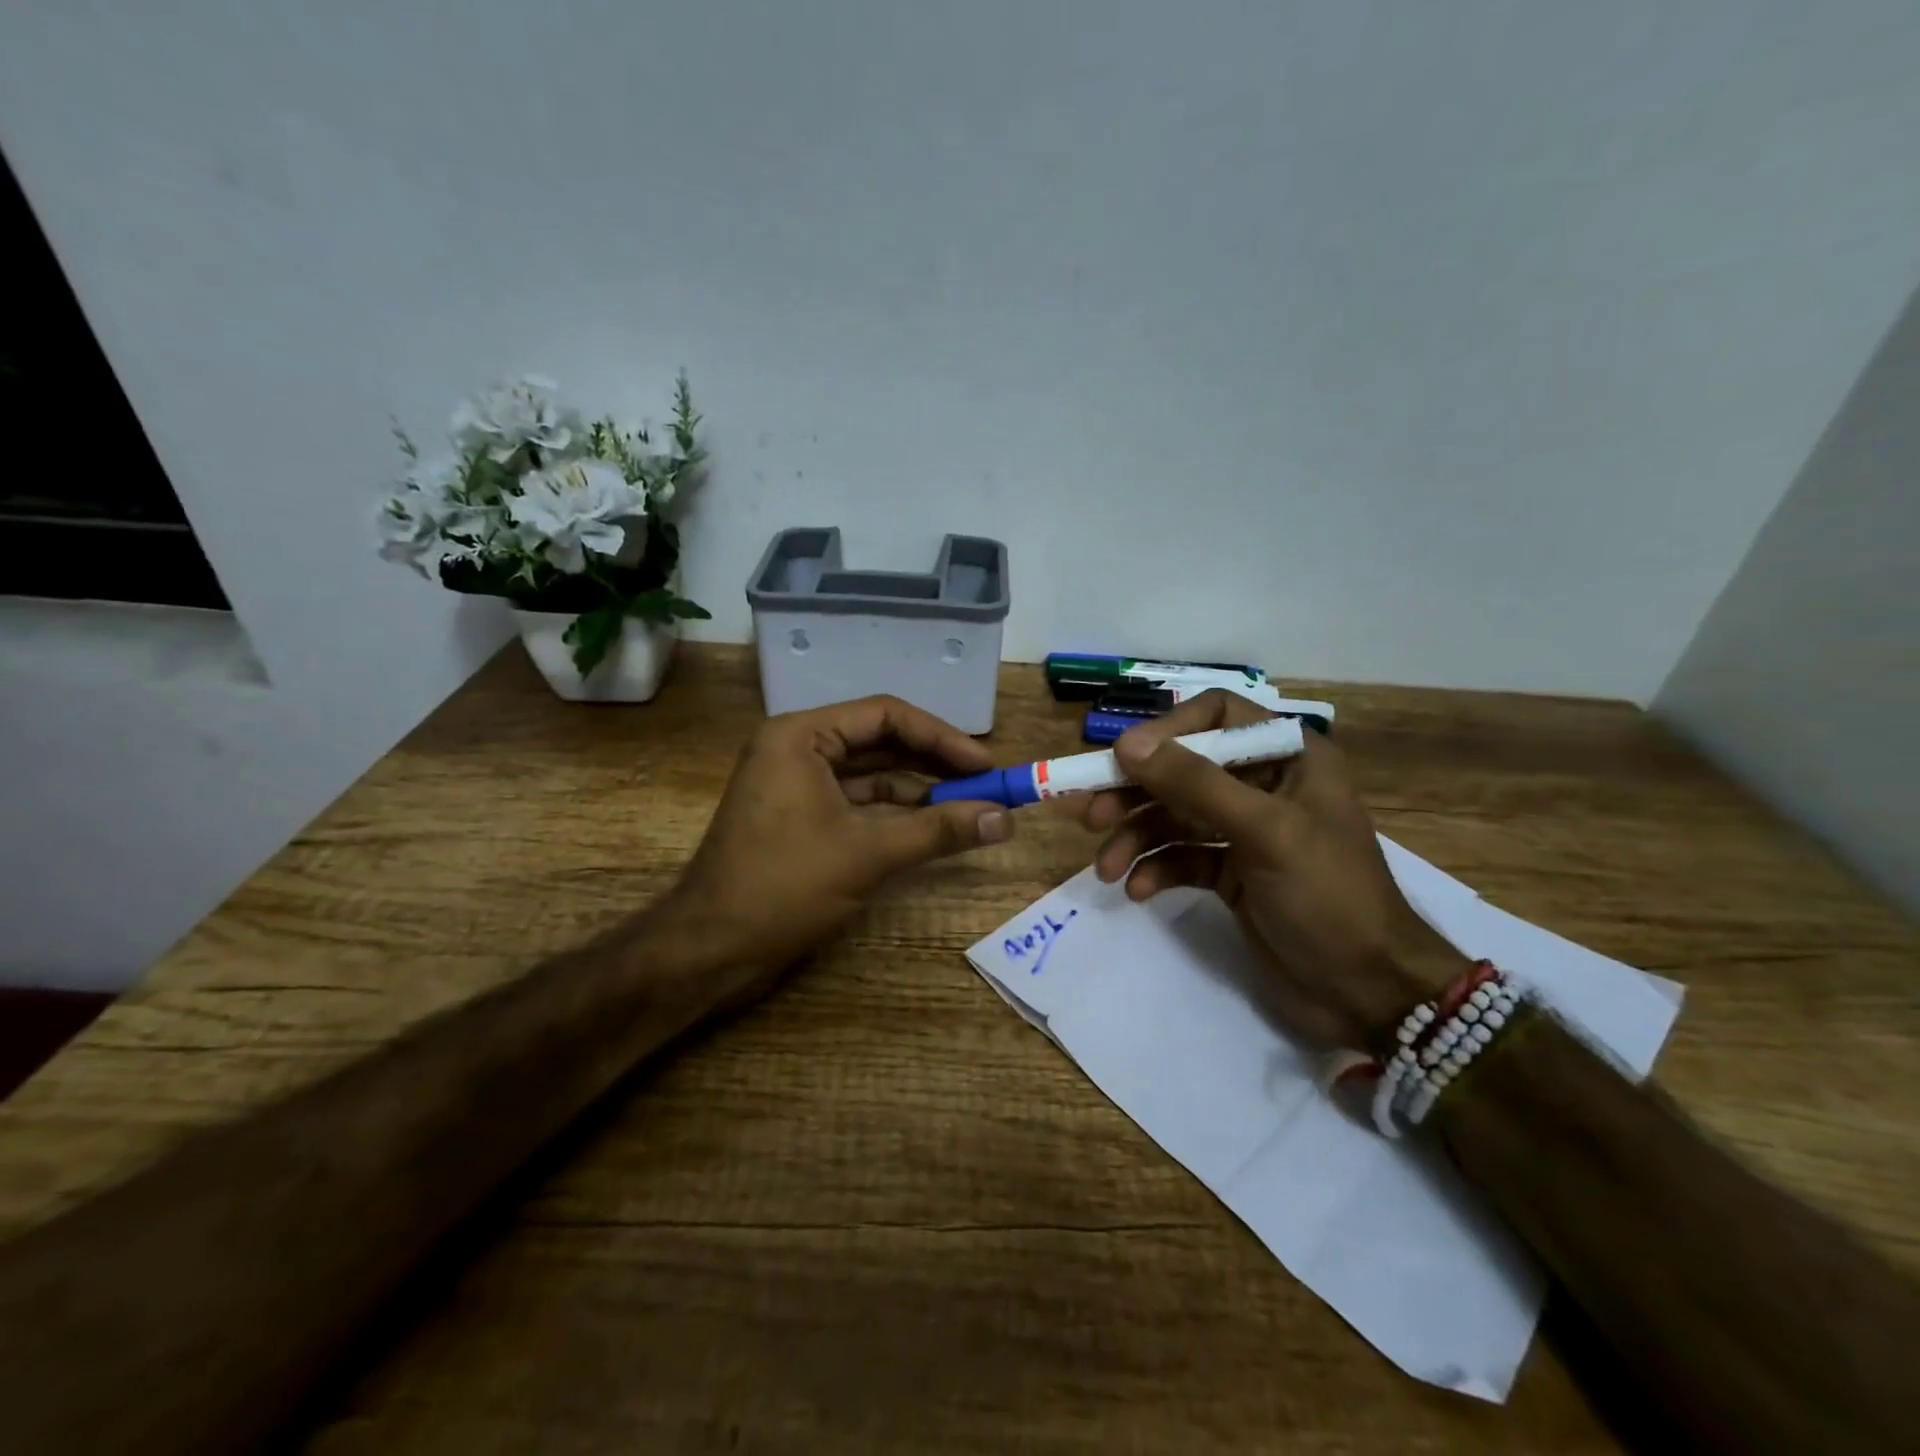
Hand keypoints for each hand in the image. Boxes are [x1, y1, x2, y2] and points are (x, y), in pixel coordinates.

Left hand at [661, 695, 1011, 978]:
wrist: (711, 951)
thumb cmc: (784, 886)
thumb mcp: (869, 853)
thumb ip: (940, 830)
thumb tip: (1006, 819)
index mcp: (801, 736)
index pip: (886, 715)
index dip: (941, 738)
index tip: (987, 765)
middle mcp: (798, 750)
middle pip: (881, 742)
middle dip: (935, 764)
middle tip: (988, 786)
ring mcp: (798, 787)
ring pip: (873, 777)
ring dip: (921, 793)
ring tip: (973, 808)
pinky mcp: (803, 821)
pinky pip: (860, 806)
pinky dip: (897, 816)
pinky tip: (935, 829)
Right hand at [1080, 690, 1468, 1048]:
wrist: (1368, 993)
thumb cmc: (1329, 898)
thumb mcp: (1266, 833)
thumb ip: (1196, 784)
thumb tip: (1125, 745)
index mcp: (1288, 756)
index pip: (1216, 715)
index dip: (1167, 731)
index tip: (1123, 761)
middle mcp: (1264, 783)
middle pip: (1183, 768)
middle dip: (1136, 792)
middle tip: (1092, 817)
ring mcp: (1245, 830)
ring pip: (1173, 816)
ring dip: (1136, 838)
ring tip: (1106, 868)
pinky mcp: (1231, 872)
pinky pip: (1180, 857)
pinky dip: (1156, 869)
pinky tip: (1139, 890)